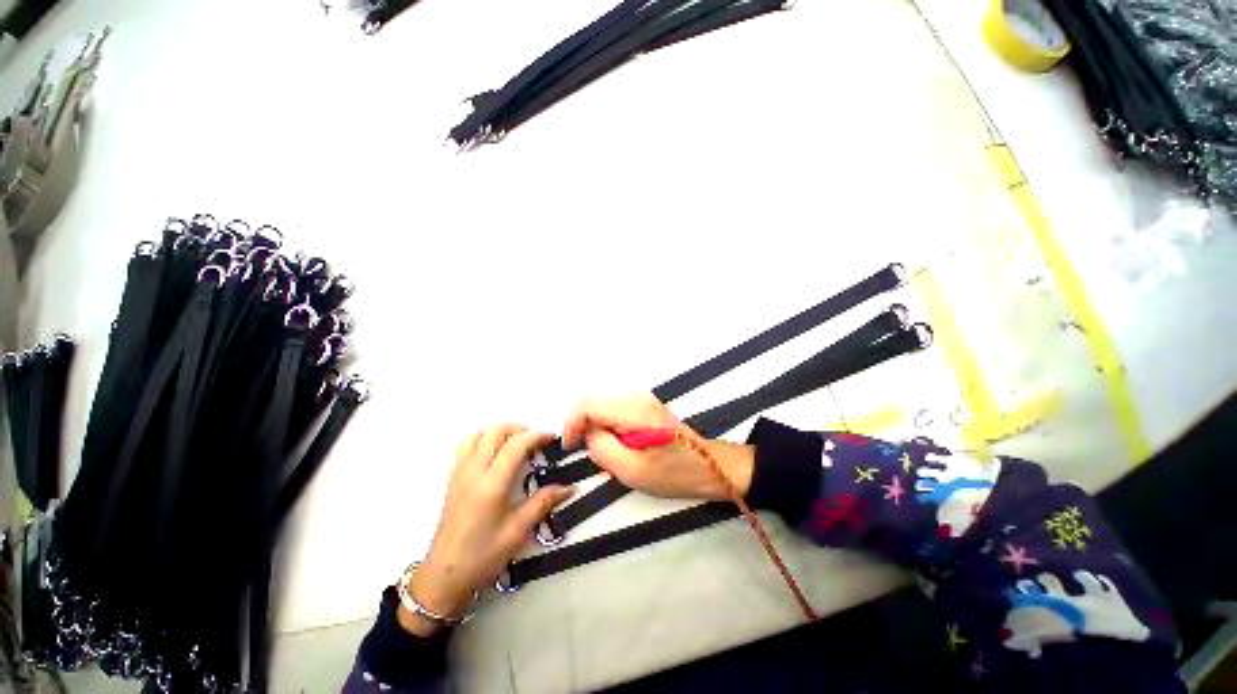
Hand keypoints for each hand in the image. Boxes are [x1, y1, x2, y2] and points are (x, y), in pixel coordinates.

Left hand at [402, 424, 570, 635]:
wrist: (444, 576)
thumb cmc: (483, 555)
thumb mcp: (518, 531)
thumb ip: (543, 503)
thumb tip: (569, 487)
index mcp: (492, 484)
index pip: (516, 445)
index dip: (536, 436)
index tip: (551, 439)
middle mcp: (474, 471)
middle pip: (495, 431)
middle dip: (518, 429)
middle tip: (534, 440)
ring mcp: (460, 473)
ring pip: (478, 434)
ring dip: (499, 431)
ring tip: (515, 443)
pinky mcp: (452, 479)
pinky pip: (466, 446)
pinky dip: (483, 439)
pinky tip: (493, 453)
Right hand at [562, 393, 754, 500]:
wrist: (709, 466)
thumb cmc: (674, 473)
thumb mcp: (633, 470)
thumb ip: (602, 449)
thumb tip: (588, 434)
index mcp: (633, 410)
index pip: (588, 405)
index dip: (572, 423)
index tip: (570, 446)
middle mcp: (636, 397)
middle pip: (594, 402)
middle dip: (585, 427)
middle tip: (593, 454)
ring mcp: (642, 399)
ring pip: (603, 407)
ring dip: (597, 428)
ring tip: (610, 453)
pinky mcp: (645, 405)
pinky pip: (615, 411)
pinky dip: (608, 427)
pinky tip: (621, 445)